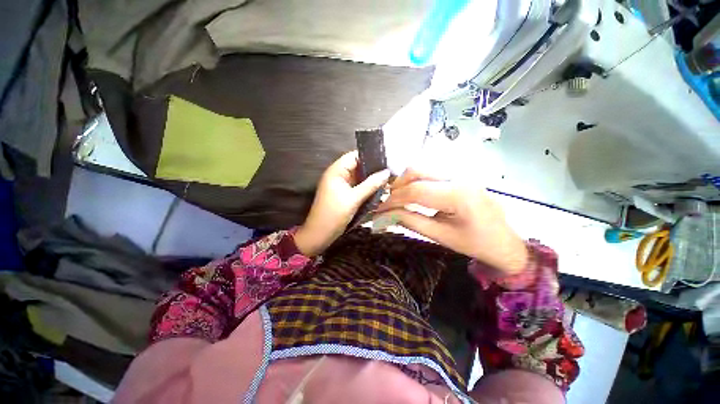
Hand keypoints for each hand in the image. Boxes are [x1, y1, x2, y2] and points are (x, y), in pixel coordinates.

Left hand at [294, 151, 389, 256]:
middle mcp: (338, 175)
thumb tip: (387, 172)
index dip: (369, 156)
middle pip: (357, 166)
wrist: (320, 234)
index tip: (386, 160)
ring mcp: (341, 185)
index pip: (354, 156)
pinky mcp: (344, 194)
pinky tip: (379, 189)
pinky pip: (357, 186)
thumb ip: (371, 184)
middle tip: (390, 171)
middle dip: (373, 169)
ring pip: (359, 177)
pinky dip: (367, 187)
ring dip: (371, 179)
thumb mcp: (354, 198)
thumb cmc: (334, 214)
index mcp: (336, 171)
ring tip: (388, 179)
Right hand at [376, 169, 527, 274]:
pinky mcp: (459, 174)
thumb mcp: (440, 236)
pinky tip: (412, 193)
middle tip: (388, 202)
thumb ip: (410, 221)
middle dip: (397, 186)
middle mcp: (459, 176)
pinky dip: (415, 181)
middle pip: (417, 171)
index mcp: (458, 195)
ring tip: (398, 199)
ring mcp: (460, 172)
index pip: (415, 190)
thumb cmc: (474, 244)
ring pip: (422, 168)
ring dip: (405, 182)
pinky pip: (431, 172)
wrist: (504, 242)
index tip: (379, 209)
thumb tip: (386, 214)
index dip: (393, 199)